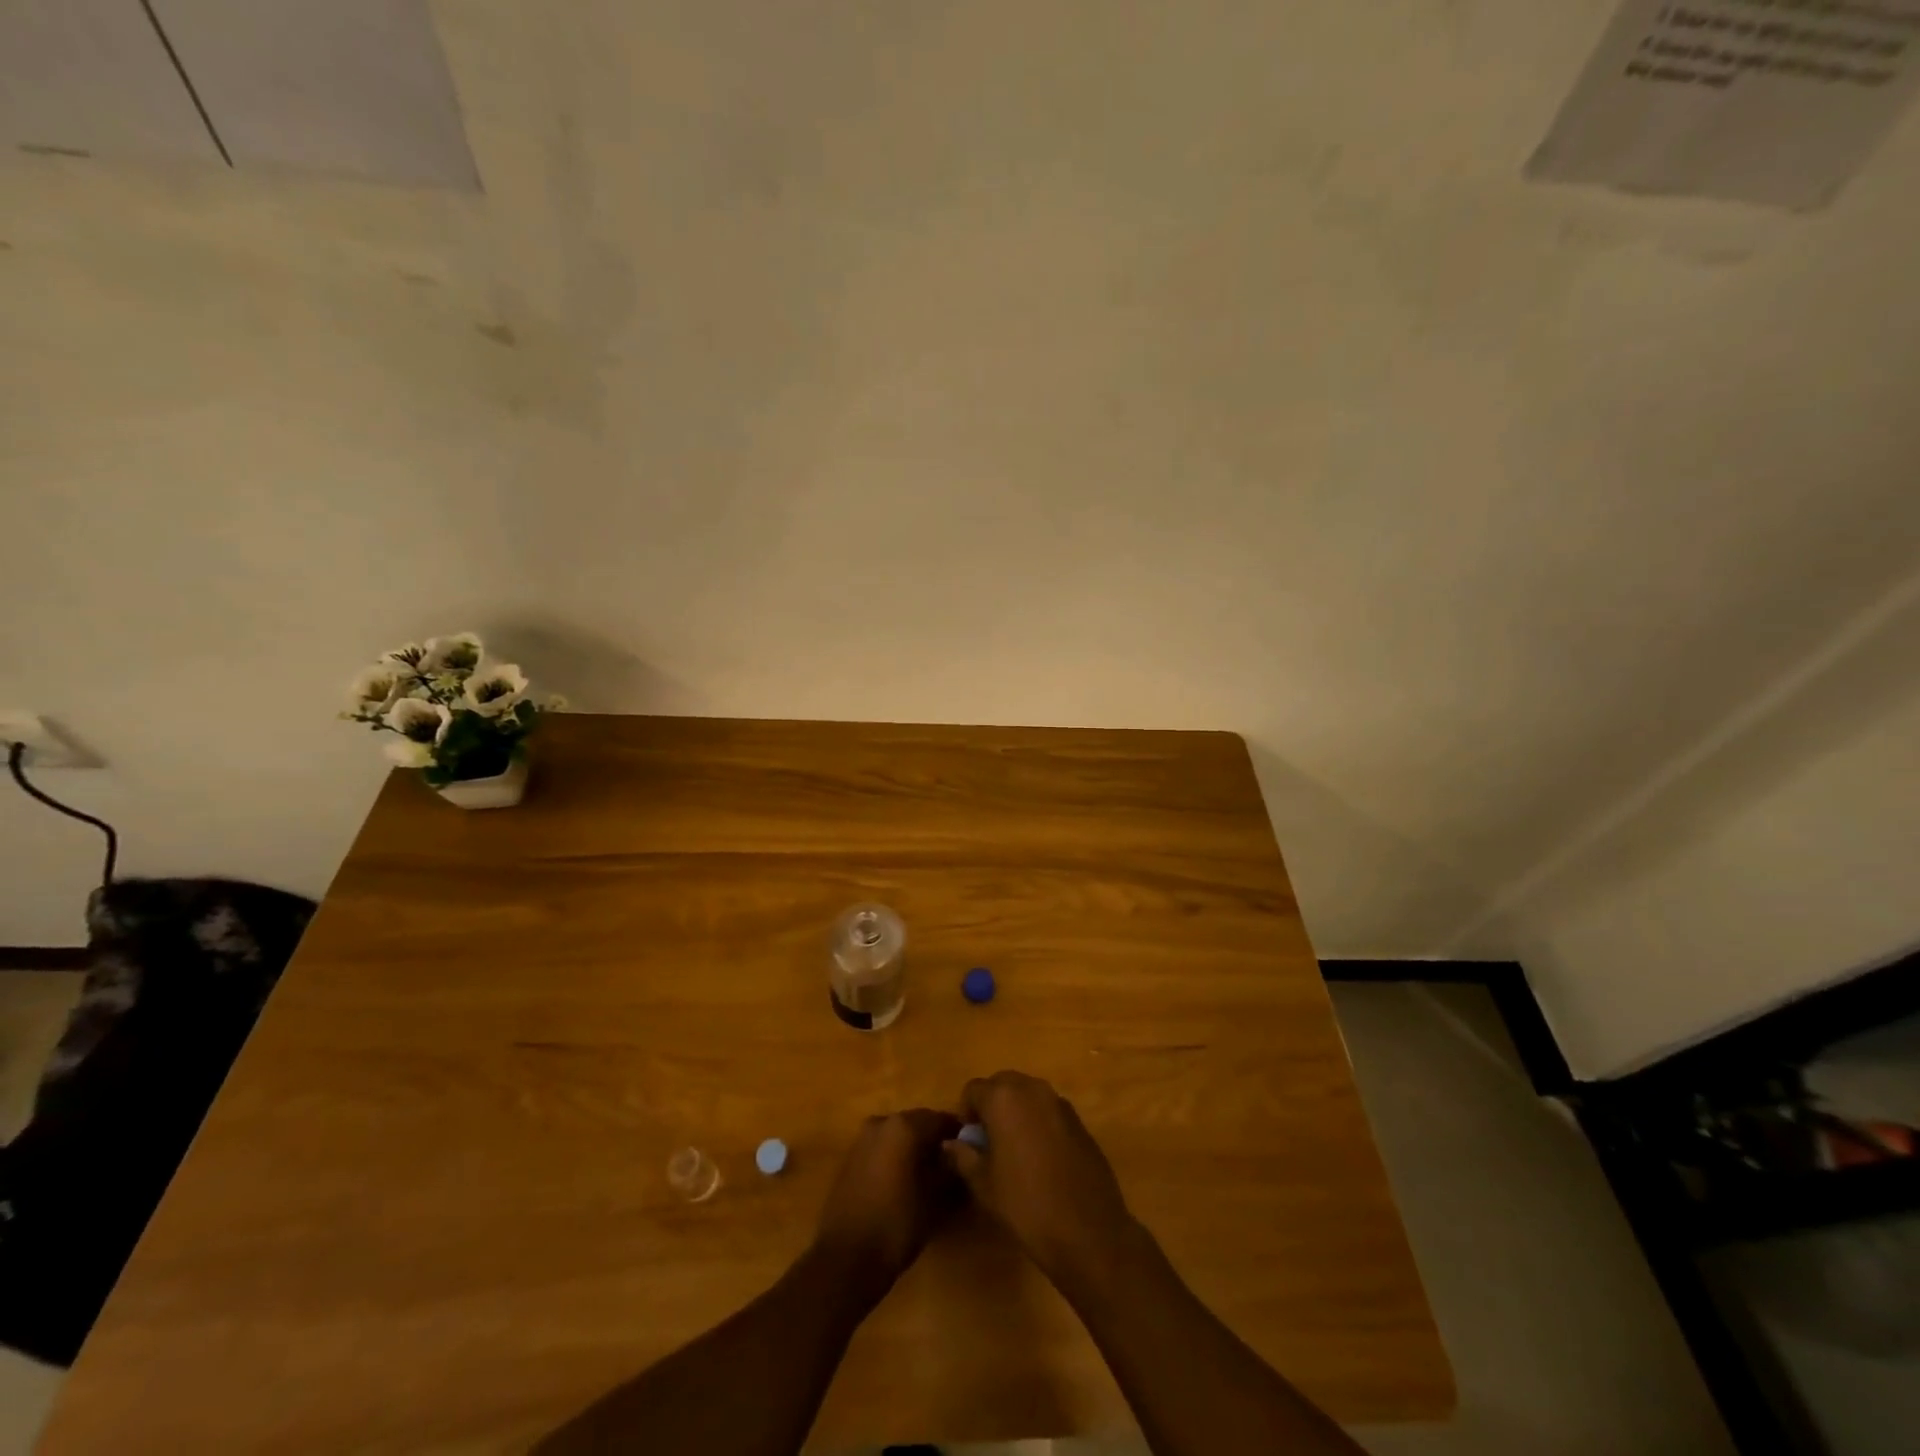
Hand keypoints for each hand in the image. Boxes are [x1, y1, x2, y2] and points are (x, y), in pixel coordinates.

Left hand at [813, 1108, 962, 1298]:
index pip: (940, 1119)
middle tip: (952, 1163)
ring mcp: (862, 1139)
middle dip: (934, 1140)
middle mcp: (881, 1123)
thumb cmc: (896, 1225)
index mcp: (904, 1126)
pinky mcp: (849, 1158)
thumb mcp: (934, 1199)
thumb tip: (958, 1157)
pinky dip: (895, 1156)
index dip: (958, 1134)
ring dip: (913, 1148)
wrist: (845, 1259)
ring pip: (897, 1135)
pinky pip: (881, 1148)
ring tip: (929, 1174)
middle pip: (917, 1123)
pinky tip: (903, 1181)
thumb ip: (949, 1170)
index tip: (971, 1150)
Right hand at [943, 1071, 1138, 1286]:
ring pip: (1028, 1094)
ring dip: (1016, 1111)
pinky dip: (1039, 1121)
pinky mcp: (1079, 1119)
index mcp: (1003, 1098)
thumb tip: (950, 1143)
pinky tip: (1042, 1157)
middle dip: (991, 1105)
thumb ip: (963, 1156)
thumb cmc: (1025, 1205)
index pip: (973, 1089)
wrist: (1087, 1230)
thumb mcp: (984, 1185)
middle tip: (989, 1142)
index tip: (969, 1141)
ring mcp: (1059, 1102)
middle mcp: (1032, 1089)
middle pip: (1002, 1083)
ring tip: (1015, 1149)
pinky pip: (1049, 1109)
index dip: (966, 1113)